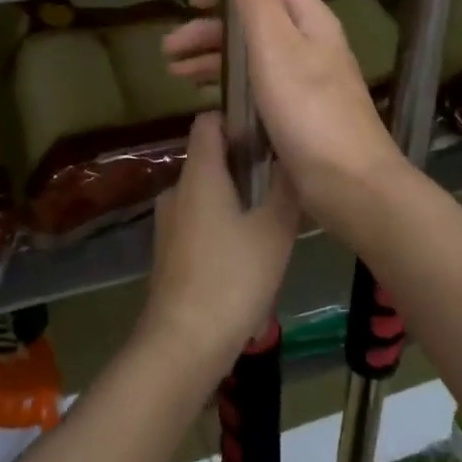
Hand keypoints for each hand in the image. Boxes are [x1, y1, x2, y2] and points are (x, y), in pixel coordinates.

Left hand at [139, 111, 299, 377]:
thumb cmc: (232, 277)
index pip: (208, 121)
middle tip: (280, 176)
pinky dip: (222, 221)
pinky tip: (248, 249)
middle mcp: (178, 189)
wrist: (183, 343)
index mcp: (200, 174)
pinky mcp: (169, 250)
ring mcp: (169, 222)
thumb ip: (286, 189)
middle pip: (209, 157)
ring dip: (235, 195)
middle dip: (243, 160)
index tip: (267, 130)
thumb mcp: (274, 230)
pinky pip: (199, 219)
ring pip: (206, 192)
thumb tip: (293, 156)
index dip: (236, 118)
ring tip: (271, 215)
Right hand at [162, 0, 409, 240]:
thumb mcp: (274, 45)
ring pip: (255, 55)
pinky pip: (259, 86)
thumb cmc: (307, 110)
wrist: (350, 186)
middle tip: (171, 48)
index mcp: (310, 20)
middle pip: (257, 19)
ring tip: (176, 75)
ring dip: (215, 58)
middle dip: (213, 28)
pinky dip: (231, 86)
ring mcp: (307, 80)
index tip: (196, 1)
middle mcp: (311, 43)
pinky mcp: (300, 113)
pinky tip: (207, 102)